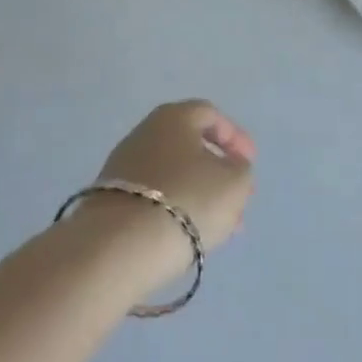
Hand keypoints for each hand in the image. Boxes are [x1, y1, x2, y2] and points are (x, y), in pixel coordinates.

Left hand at [73, 101, 256, 285]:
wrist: (119, 246)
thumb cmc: (187, 200)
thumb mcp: (235, 183)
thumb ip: (240, 169)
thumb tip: (229, 167)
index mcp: (174, 117)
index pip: (210, 115)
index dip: (235, 137)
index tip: (250, 163)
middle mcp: (145, 133)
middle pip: (190, 146)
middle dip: (218, 172)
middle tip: (238, 197)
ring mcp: (123, 166)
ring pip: (173, 175)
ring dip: (200, 194)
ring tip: (220, 226)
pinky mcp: (111, 199)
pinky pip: (154, 197)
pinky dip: (176, 209)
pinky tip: (190, 234)